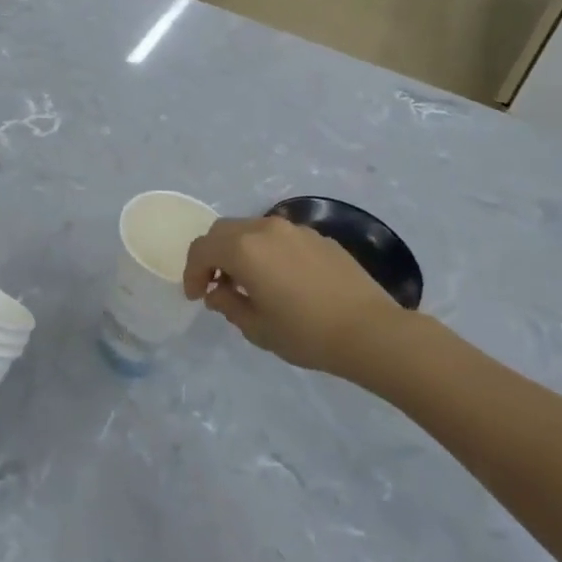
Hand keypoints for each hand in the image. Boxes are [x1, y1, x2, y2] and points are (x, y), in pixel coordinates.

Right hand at [182, 217, 398, 375]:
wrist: (369, 330)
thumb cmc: (305, 333)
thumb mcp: (256, 328)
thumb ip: (228, 304)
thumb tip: (217, 291)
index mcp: (244, 249)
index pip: (202, 248)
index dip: (192, 272)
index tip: (196, 296)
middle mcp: (265, 229)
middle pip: (224, 231)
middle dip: (213, 255)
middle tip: (216, 285)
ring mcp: (294, 229)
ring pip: (252, 229)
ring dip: (240, 250)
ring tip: (249, 282)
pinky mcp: (318, 237)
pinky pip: (280, 237)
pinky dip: (267, 251)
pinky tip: (281, 280)